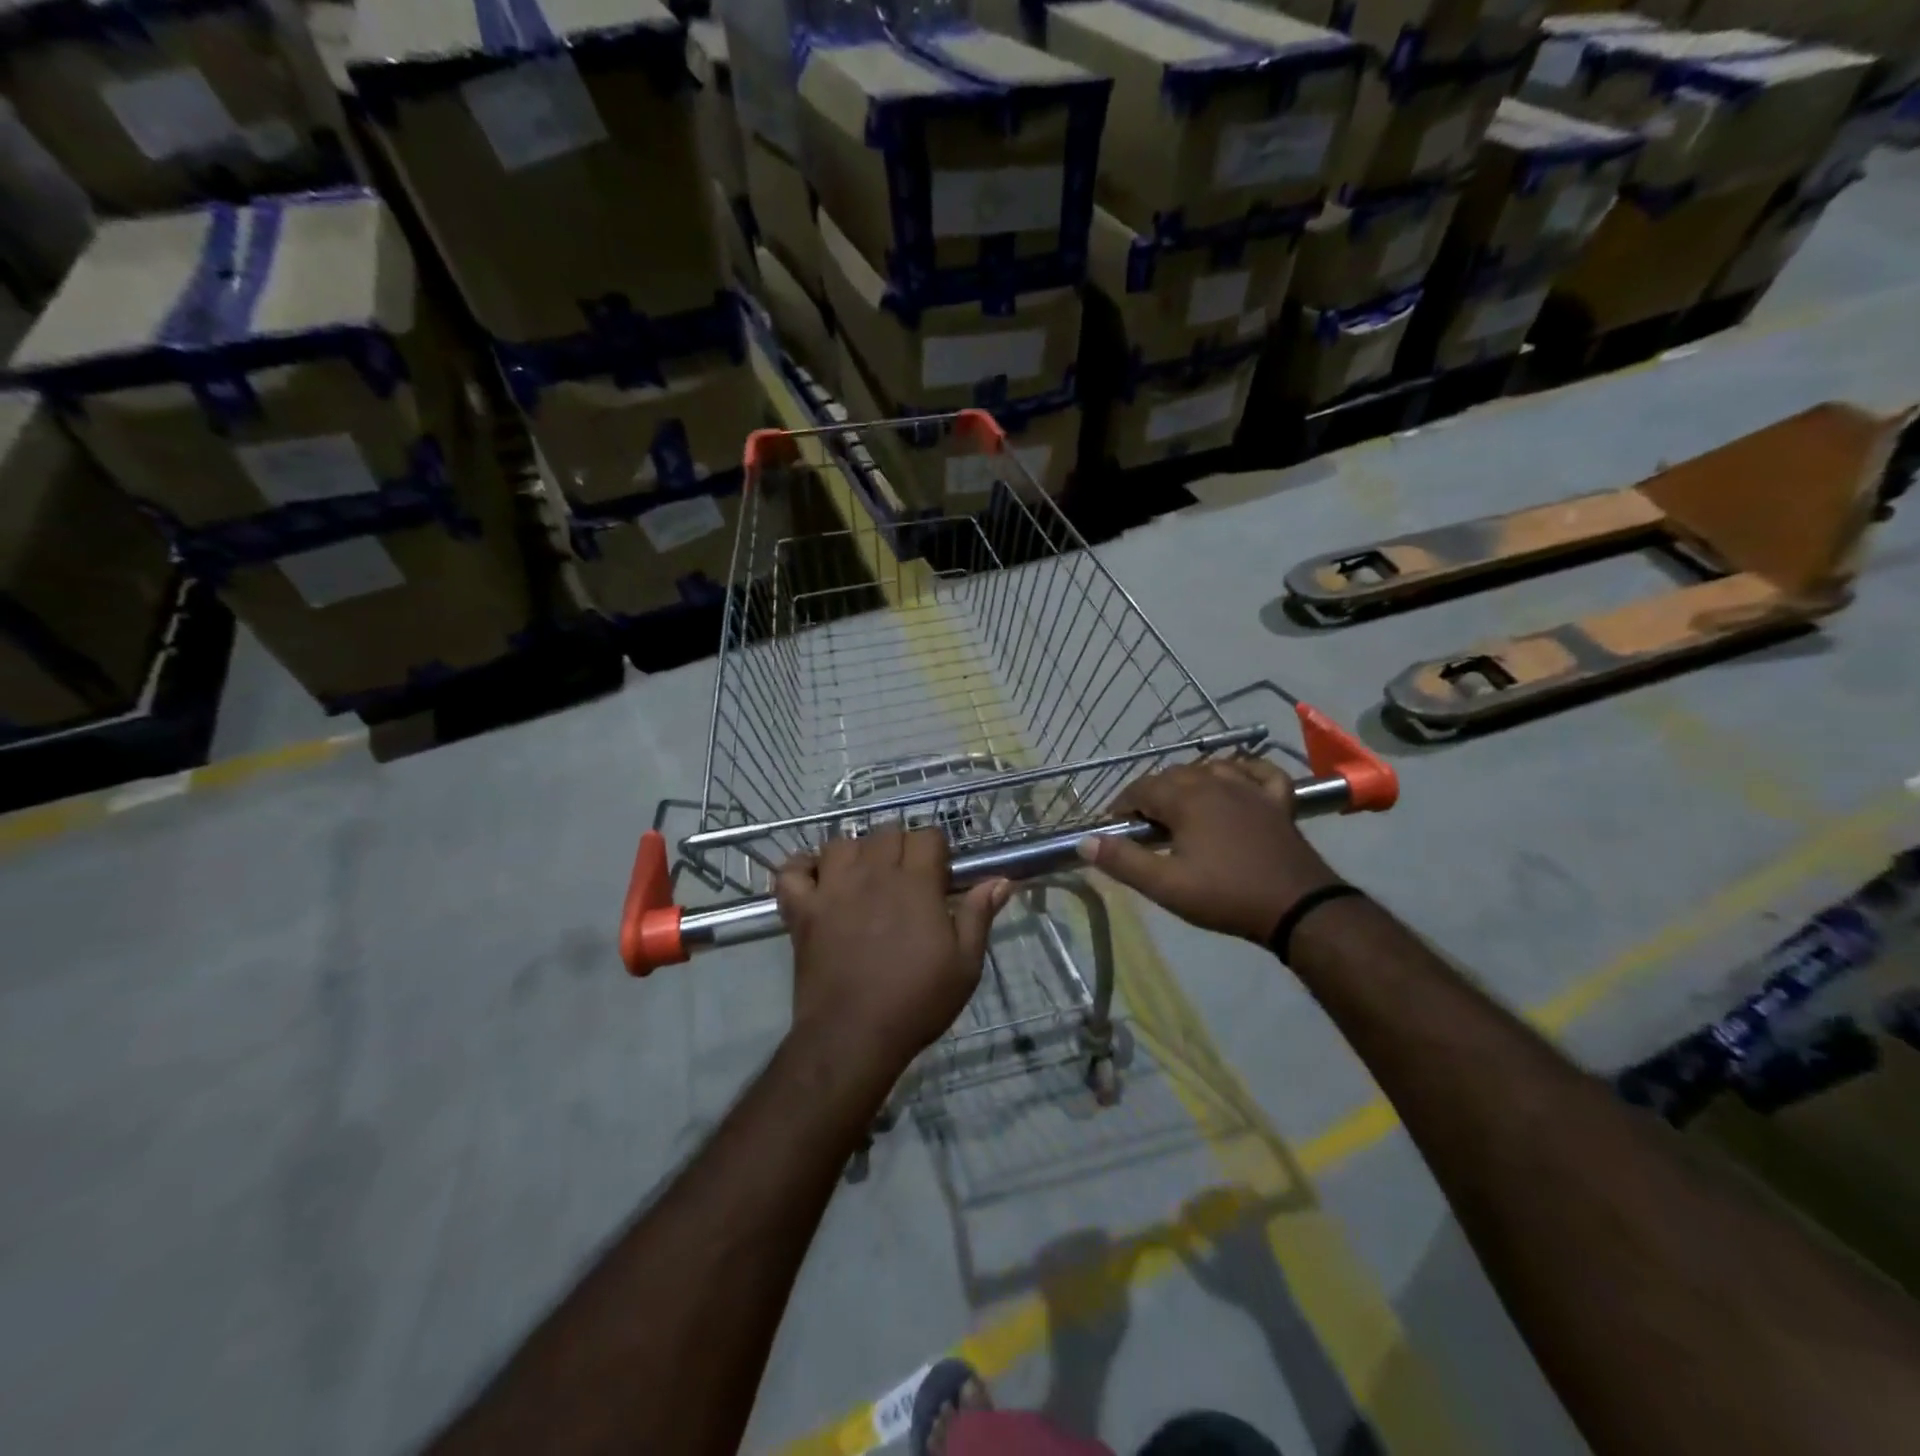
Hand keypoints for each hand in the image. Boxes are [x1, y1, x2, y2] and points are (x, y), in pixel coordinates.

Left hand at [774, 827, 1010, 1080]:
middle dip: (899, 846)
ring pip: (840, 843)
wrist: (853, 1036)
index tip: (939, 875)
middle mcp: (872, 874)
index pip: (926, 836)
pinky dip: (800, 869)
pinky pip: (791, 873)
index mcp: (915, 883)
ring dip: (854, 853)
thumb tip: (1002, 879)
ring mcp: (832, 889)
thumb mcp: (965, 964)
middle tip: (905, 878)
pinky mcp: (802, 910)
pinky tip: (815, 880)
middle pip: (884, 832)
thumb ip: (979, 915)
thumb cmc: (916, 1001)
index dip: (936, 850)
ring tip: (863, 877)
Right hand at [1077, 758, 1341, 942]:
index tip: (1114, 829)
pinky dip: (1242, 770)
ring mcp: (1250, 788)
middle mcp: (1215, 782)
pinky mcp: (1278, 801)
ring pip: (1209, 769)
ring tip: (1180, 809)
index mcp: (1186, 798)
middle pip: (1172, 775)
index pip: (1141, 789)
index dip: (1122, 806)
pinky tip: (1235, 778)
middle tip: (1144, 828)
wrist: (1298, 907)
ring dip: (1188, 782)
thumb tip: (1085, 842)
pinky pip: (1257, 771)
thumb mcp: (1166, 886)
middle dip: (1152, 795)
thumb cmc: (1226, 895)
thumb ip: (1123, 861)